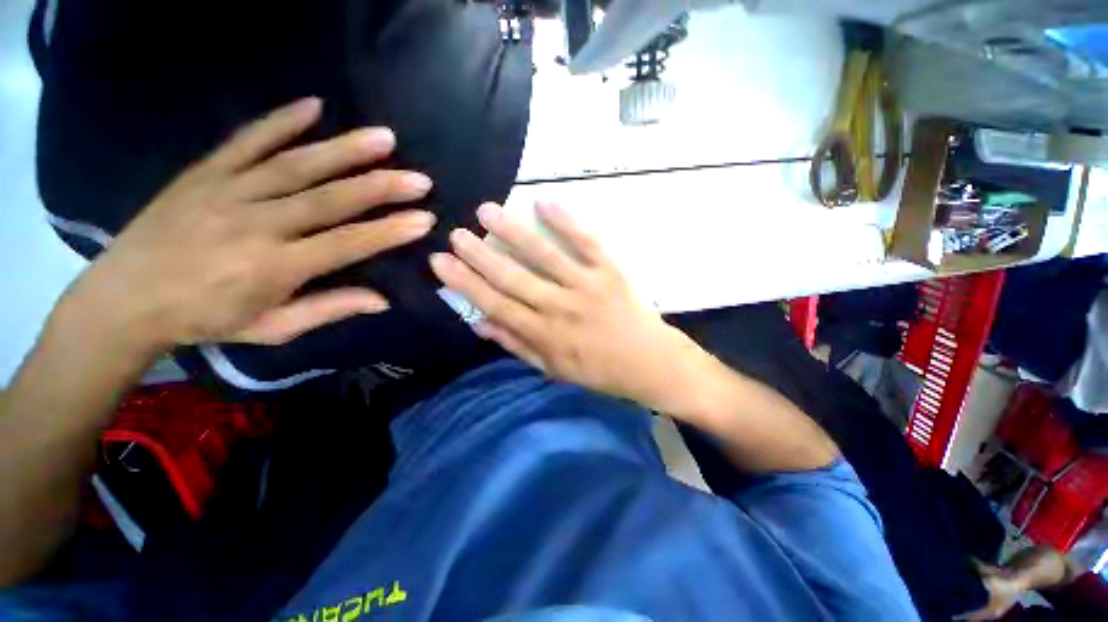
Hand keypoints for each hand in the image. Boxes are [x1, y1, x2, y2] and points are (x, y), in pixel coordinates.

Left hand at [63, 98, 435, 352]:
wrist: (123, 298)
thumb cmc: (204, 320)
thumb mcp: (272, 329)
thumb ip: (329, 310)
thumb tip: (383, 301)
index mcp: (275, 267)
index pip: (347, 244)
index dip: (390, 231)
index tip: (424, 219)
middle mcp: (257, 224)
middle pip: (330, 199)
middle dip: (381, 187)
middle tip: (418, 178)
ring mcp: (228, 192)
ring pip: (297, 165)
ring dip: (345, 149)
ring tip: (384, 138)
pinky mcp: (205, 172)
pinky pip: (247, 140)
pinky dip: (281, 121)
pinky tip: (314, 105)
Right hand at [429, 201, 699, 408]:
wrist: (648, 362)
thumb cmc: (599, 370)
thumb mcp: (553, 368)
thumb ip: (517, 345)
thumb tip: (481, 324)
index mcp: (544, 335)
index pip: (496, 305)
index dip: (466, 283)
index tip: (441, 262)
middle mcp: (560, 308)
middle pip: (513, 278)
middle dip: (480, 255)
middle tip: (456, 233)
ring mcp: (586, 286)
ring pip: (544, 255)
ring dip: (513, 232)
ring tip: (488, 211)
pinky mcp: (610, 271)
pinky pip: (586, 242)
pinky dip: (565, 221)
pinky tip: (544, 202)